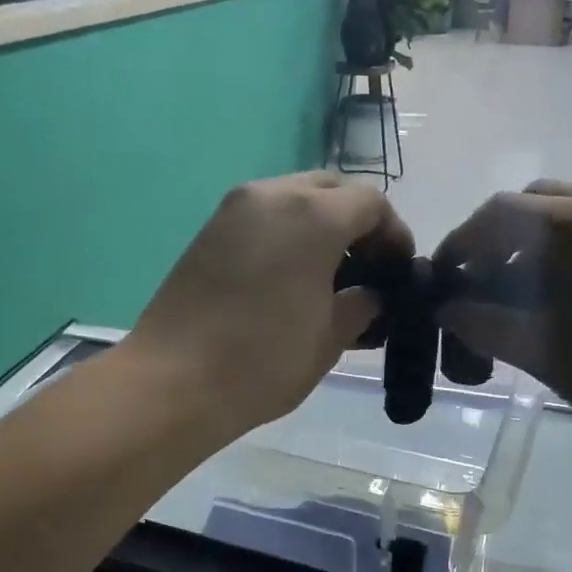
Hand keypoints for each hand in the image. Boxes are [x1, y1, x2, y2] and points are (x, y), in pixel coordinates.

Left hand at [127, 172, 411, 435]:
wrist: (173, 381)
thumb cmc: (262, 362)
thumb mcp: (328, 339)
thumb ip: (361, 306)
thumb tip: (371, 295)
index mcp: (313, 216)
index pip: (371, 203)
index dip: (394, 233)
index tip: (398, 270)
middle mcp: (273, 195)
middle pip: (331, 190)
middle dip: (356, 222)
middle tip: (365, 268)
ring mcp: (234, 209)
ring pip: (294, 197)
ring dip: (320, 224)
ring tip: (327, 275)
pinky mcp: (209, 229)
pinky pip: (263, 215)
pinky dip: (286, 232)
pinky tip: (287, 277)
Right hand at [431, 182, 571, 449]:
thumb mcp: (544, 352)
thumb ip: (485, 324)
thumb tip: (446, 309)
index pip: (498, 213)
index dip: (460, 243)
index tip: (442, 280)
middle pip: (532, 203)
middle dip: (494, 239)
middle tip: (477, 285)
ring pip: (567, 214)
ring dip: (530, 245)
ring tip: (515, 296)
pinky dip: (565, 251)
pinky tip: (560, 297)